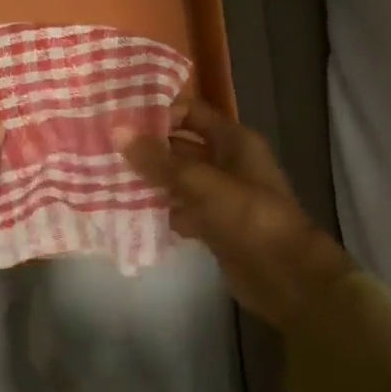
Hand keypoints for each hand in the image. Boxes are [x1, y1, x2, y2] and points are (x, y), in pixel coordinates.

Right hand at [117, 98, 353, 327]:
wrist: (287, 277)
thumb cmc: (251, 220)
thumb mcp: (204, 185)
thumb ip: (161, 161)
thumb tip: (118, 131)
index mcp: (234, 141)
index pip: (191, 113)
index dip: (159, 113)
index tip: (120, 121)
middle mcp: (227, 163)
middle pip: (180, 147)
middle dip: (146, 148)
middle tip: (103, 150)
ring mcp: (220, 197)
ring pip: (177, 180)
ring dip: (148, 181)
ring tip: (106, 178)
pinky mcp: (213, 226)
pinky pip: (180, 210)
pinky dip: (159, 211)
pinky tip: (129, 213)